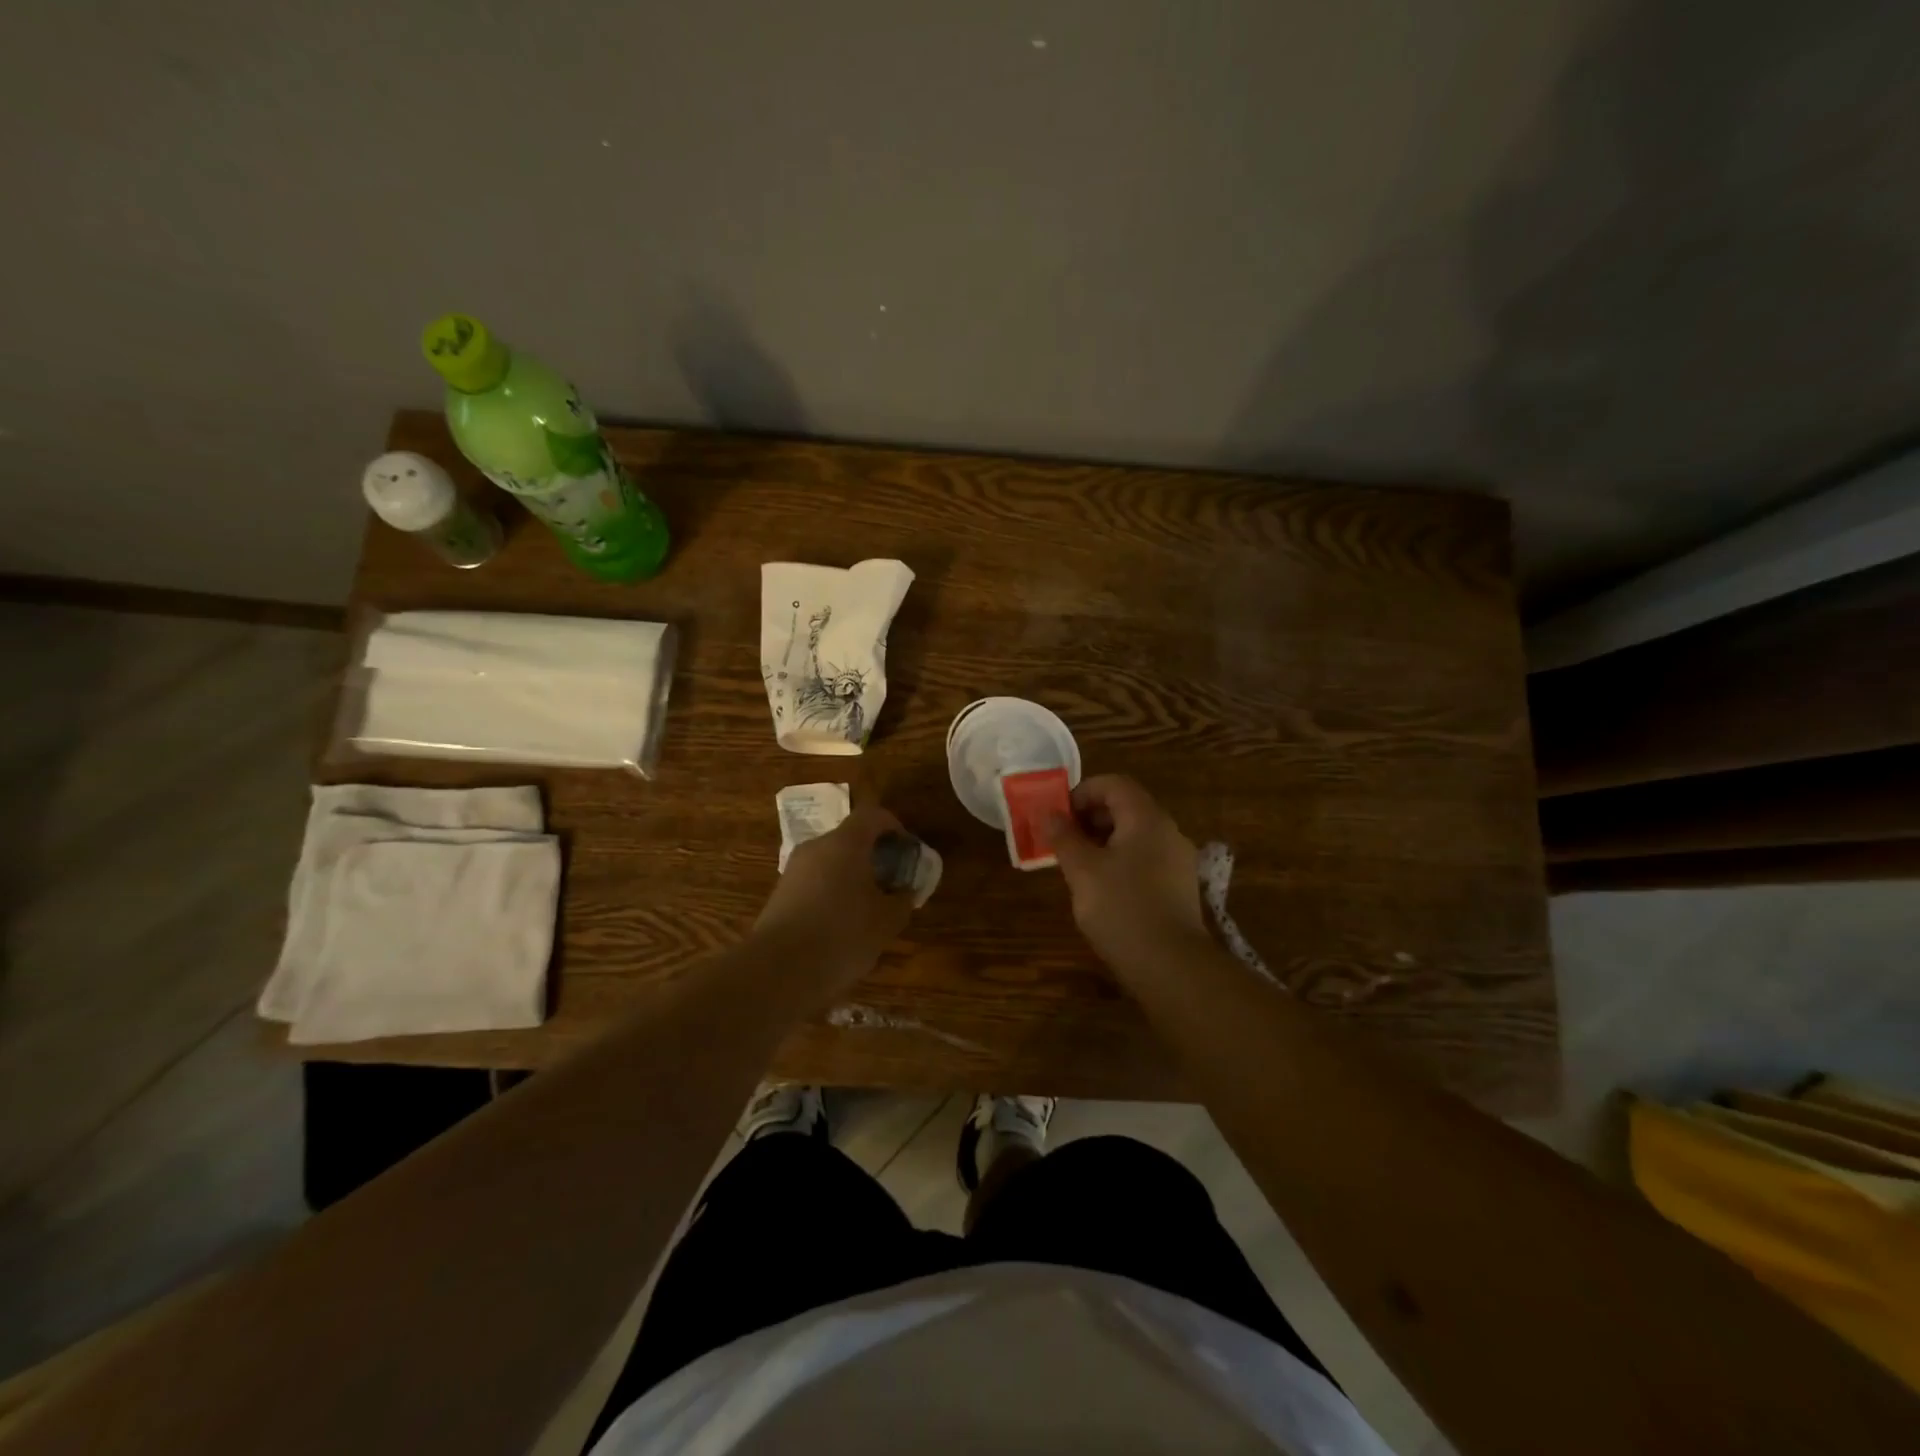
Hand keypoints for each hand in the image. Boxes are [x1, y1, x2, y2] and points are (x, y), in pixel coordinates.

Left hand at [753, 804, 916, 1001]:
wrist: (777, 971)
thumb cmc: (842, 936)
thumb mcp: (887, 921)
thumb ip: (903, 899)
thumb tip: (905, 891)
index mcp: (845, 843)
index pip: (873, 815)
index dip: (894, 827)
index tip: (907, 851)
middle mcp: (816, 847)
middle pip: (850, 838)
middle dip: (874, 856)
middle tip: (891, 883)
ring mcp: (794, 870)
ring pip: (831, 862)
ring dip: (852, 877)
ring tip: (869, 910)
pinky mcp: (780, 895)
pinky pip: (815, 883)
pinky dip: (832, 894)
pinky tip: (841, 927)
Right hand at [1050, 775, 1208, 974]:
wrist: (1171, 966)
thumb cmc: (1121, 908)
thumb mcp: (1082, 870)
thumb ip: (1063, 837)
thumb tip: (1048, 813)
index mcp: (1146, 818)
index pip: (1114, 784)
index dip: (1082, 793)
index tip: (1058, 817)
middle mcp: (1168, 831)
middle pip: (1126, 807)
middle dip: (1090, 818)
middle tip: (1062, 841)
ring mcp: (1178, 860)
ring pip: (1135, 835)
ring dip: (1103, 842)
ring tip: (1077, 867)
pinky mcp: (1179, 887)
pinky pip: (1145, 859)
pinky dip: (1120, 861)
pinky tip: (1103, 890)